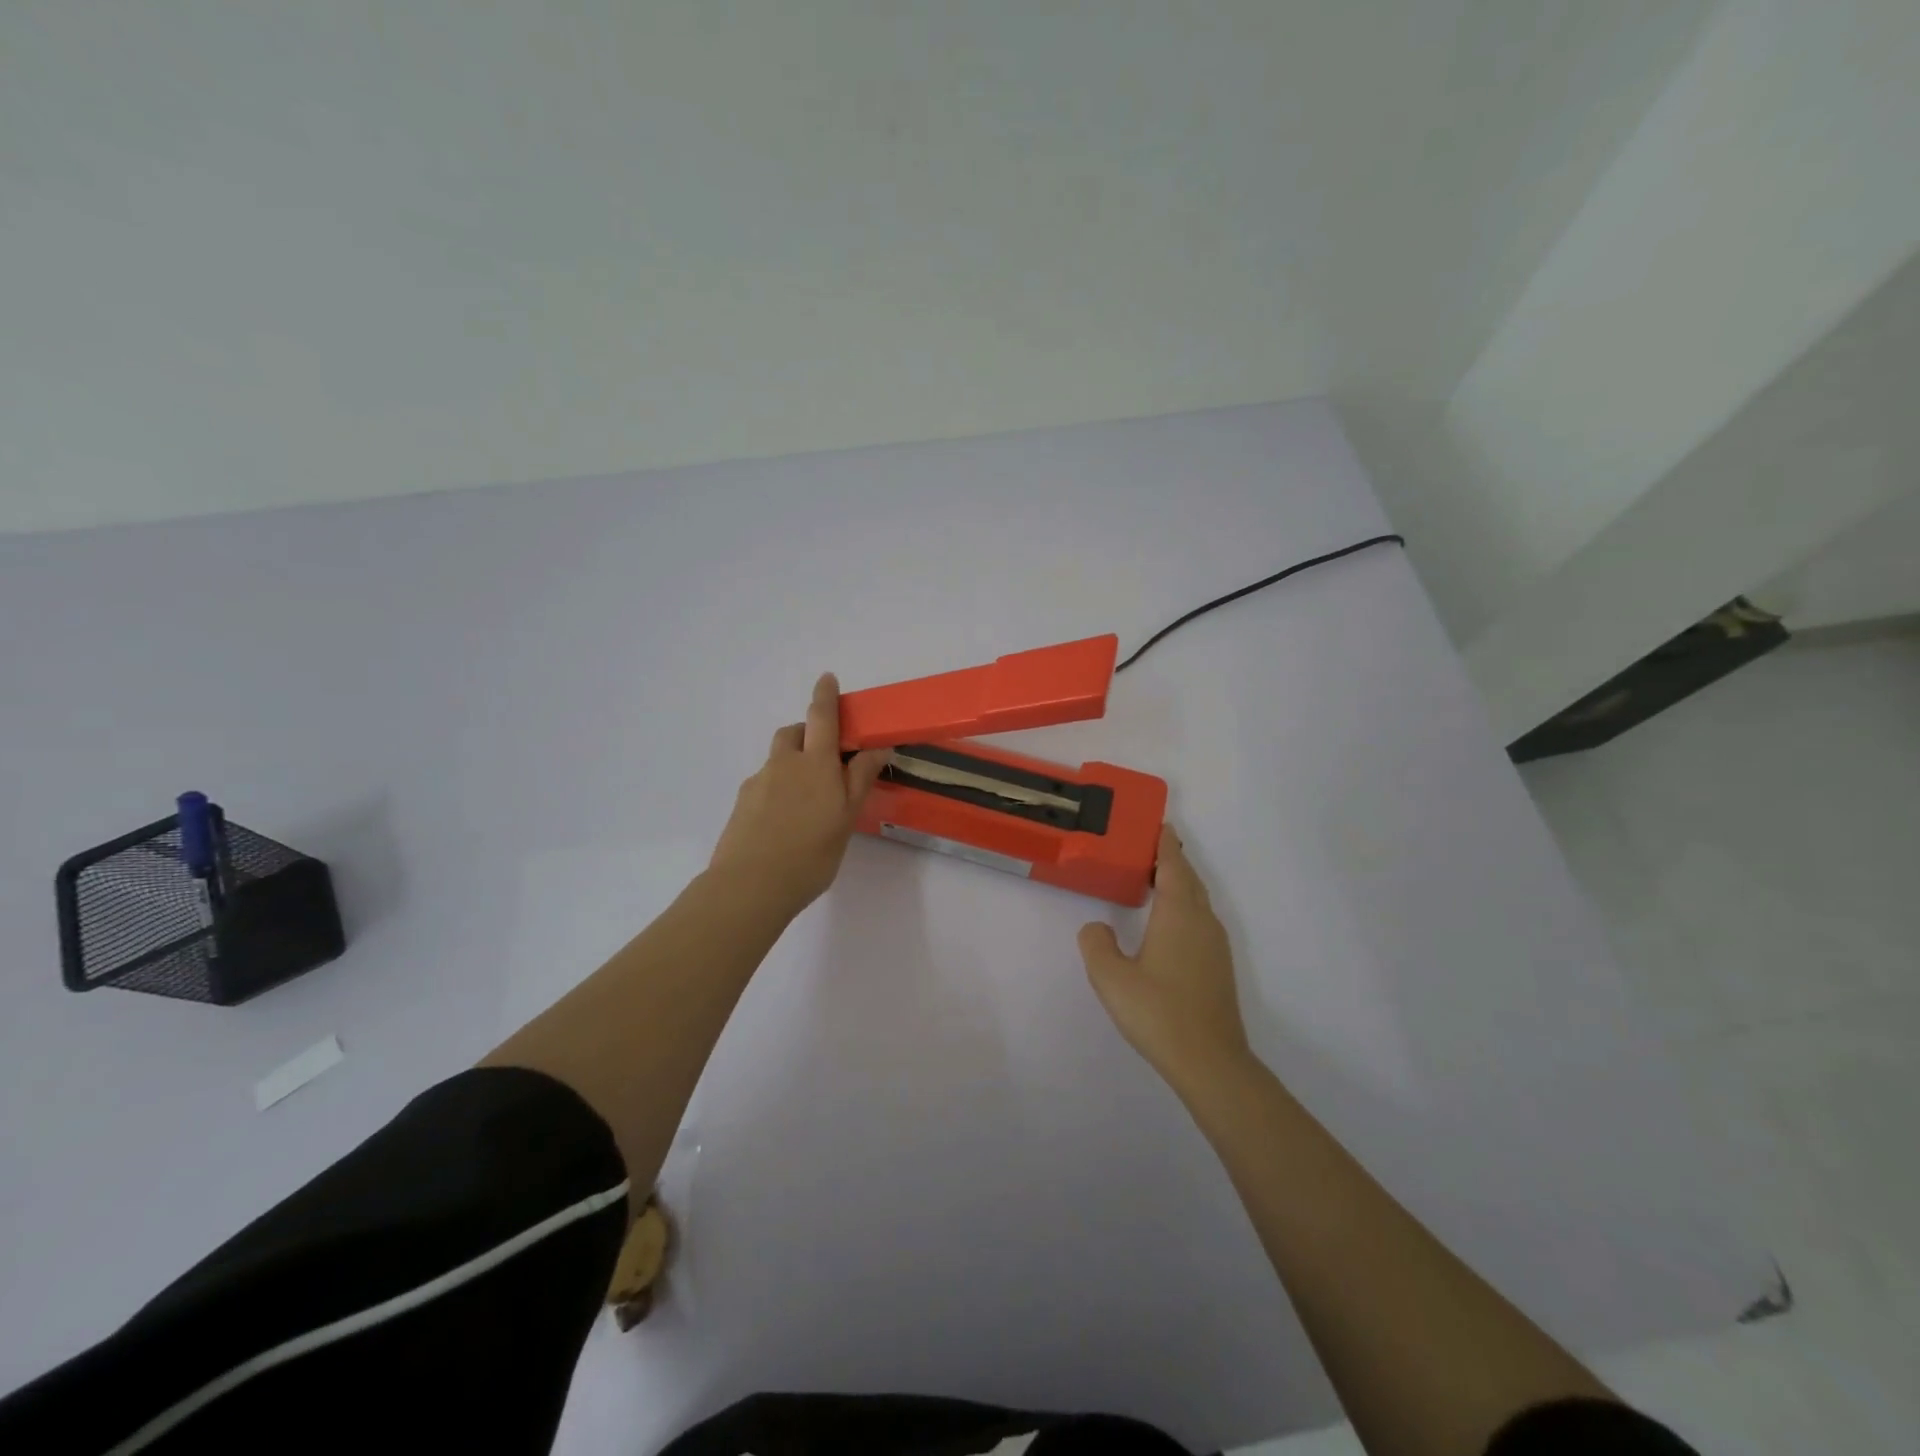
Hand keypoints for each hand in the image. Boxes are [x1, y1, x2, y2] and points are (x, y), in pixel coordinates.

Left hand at [708, 673, 888, 914]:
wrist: (749, 886)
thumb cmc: (810, 853)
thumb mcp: (846, 817)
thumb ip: (860, 779)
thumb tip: (877, 746)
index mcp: (814, 763)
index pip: (821, 718)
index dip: (825, 696)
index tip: (827, 678)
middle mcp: (783, 765)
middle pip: (793, 734)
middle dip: (808, 733)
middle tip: (826, 757)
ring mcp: (757, 784)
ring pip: (777, 761)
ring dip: (792, 764)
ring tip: (807, 800)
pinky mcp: (742, 806)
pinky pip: (763, 785)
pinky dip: (777, 790)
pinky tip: (785, 823)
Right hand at [1078, 825, 1251, 1096]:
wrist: (1210, 1062)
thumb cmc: (1158, 1012)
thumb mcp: (1111, 977)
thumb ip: (1096, 944)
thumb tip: (1097, 927)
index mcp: (1178, 914)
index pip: (1172, 866)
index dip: (1165, 844)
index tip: (1159, 825)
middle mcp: (1202, 921)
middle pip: (1189, 879)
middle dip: (1172, 860)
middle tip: (1149, 848)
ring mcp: (1215, 945)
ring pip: (1197, 901)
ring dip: (1179, 884)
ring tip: (1155, 880)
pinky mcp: (1218, 967)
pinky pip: (1200, 920)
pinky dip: (1184, 906)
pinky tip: (1168, 924)